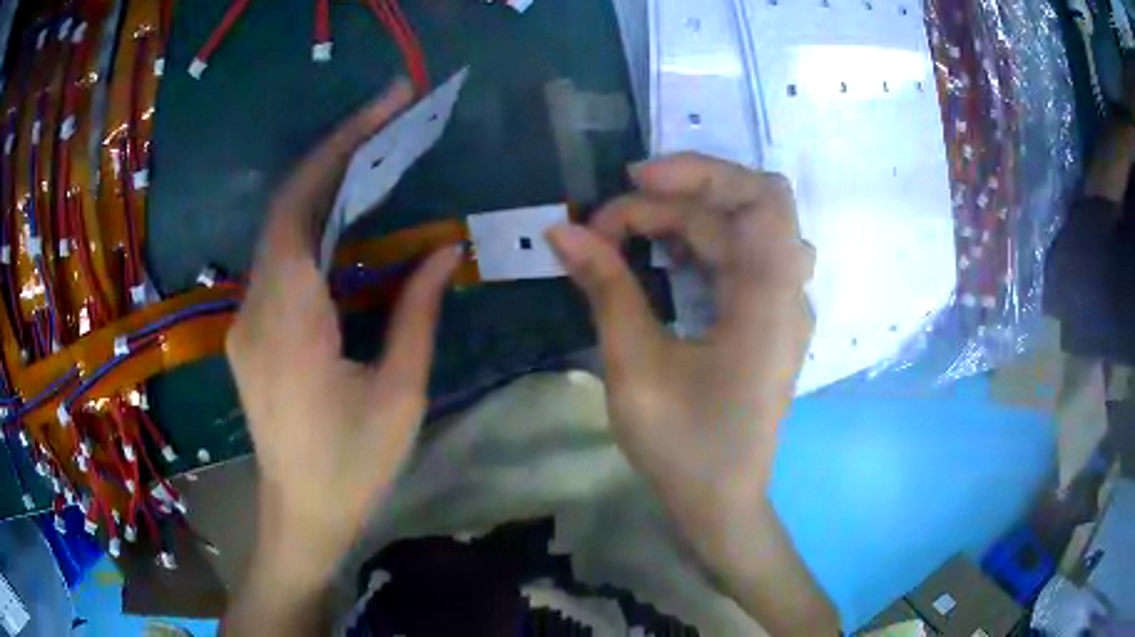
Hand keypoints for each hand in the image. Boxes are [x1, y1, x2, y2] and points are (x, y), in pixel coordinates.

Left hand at [225, 81, 460, 588]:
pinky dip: (313, 226)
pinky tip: (348, 219)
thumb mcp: (399, 395)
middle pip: (285, 206)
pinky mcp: (250, 332)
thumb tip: (446, 250)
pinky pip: (279, 262)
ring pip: (279, 231)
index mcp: (289, 321)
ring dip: (324, 186)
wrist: (300, 516)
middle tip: (390, 115)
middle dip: (336, 151)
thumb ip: (418, 314)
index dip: (341, 146)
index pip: (301, 205)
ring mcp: (245, 319)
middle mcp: (255, 307)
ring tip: (377, 154)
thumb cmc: (352, 467)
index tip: (385, 104)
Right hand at [546, 153, 836, 633]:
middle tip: (609, 222)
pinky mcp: (767, 322)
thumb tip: (562, 231)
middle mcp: (787, 294)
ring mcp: (781, 308)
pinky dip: (697, 248)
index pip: (761, 197)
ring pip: (739, 233)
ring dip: (685, 222)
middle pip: (743, 209)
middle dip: (675, 200)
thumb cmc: (683, 447)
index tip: (631, 181)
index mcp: (771, 300)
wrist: (720, 504)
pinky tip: (659, 259)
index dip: (700, 172)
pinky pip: (738, 262)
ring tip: (626, 234)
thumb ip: (606, 289)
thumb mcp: (636, 366)